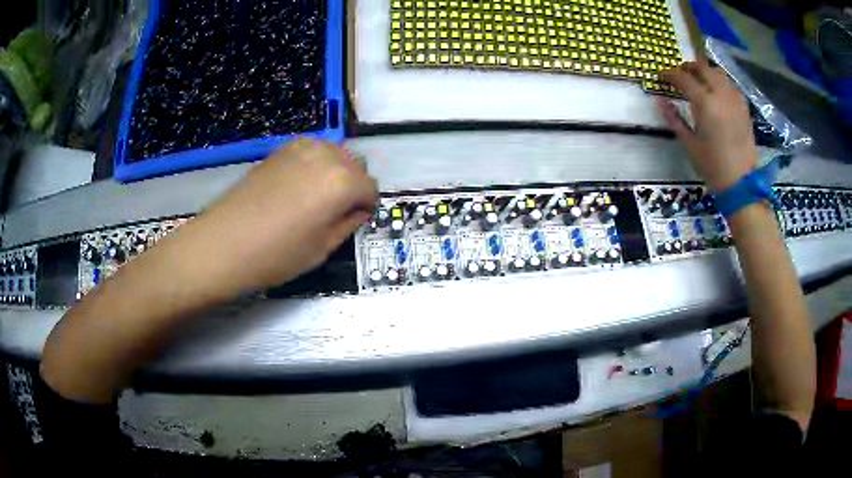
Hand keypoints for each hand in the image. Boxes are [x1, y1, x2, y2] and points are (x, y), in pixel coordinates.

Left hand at [171, 139, 377, 295]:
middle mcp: (326, 155)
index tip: (353, 221)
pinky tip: (296, 189)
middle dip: (352, 186)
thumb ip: (347, 224)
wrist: (223, 243)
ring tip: (314, 200)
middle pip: (355, 165)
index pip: (371, 188)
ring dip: (335, 174)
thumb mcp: (322, 248)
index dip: (366, 207)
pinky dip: (314, 166)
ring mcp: (301, 147)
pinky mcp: (280, 149)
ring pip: (334, 155)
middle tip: (334, 212)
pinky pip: (312, 152)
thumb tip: (356, 210)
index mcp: (342, 181)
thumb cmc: (276, 254)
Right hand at [660, 58, 757, 191]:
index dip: (670, 74)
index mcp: (705, 104)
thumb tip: (660, 101)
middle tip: (680, 74)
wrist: (741, 183)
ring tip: (699, 80)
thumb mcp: (689, 144)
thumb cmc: (712, 166)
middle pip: (702, 68)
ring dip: (705, 72)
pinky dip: (720, 82)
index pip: (683, 78)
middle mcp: (720, 95)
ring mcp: (734, 100)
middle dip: (688, 67)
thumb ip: (674, 120)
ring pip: (718, 73)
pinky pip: (730, 85)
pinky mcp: (744, 108)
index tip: (662, 76)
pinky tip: (717, 92)